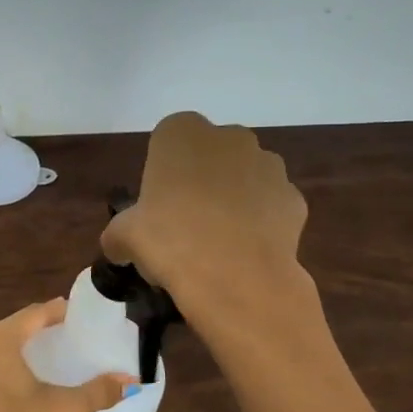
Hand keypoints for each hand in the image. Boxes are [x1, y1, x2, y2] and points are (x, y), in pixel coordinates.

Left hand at [0, 300, 134, 411]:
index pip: (35, 313)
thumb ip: (99, 392)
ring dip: (20, 349)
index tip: (80, 314)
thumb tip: (132, 380)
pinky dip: (4, 368)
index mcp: (0, 338)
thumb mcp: (65, 410)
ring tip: (46, 357)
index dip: (59, 310)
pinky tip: (19, 384)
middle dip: (40, 329)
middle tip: (67, 335)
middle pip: (15, 327)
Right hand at [102, 111, 307, 307]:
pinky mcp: (294, 198)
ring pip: (244, 176)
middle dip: (201, 178)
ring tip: (218, 240)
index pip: (167, 139)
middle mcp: (229, 137)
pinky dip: (260, 222)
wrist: (236, 278)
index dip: (162, 172)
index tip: (156, 204)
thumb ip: (118, 233)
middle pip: (210, 154)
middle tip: (184, 221)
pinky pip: (270, 205)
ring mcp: (268, 165)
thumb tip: (119, 245)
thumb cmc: (170, 241)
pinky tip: (245, 251)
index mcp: (182, 133)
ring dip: (233, 197)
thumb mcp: (123, 236)